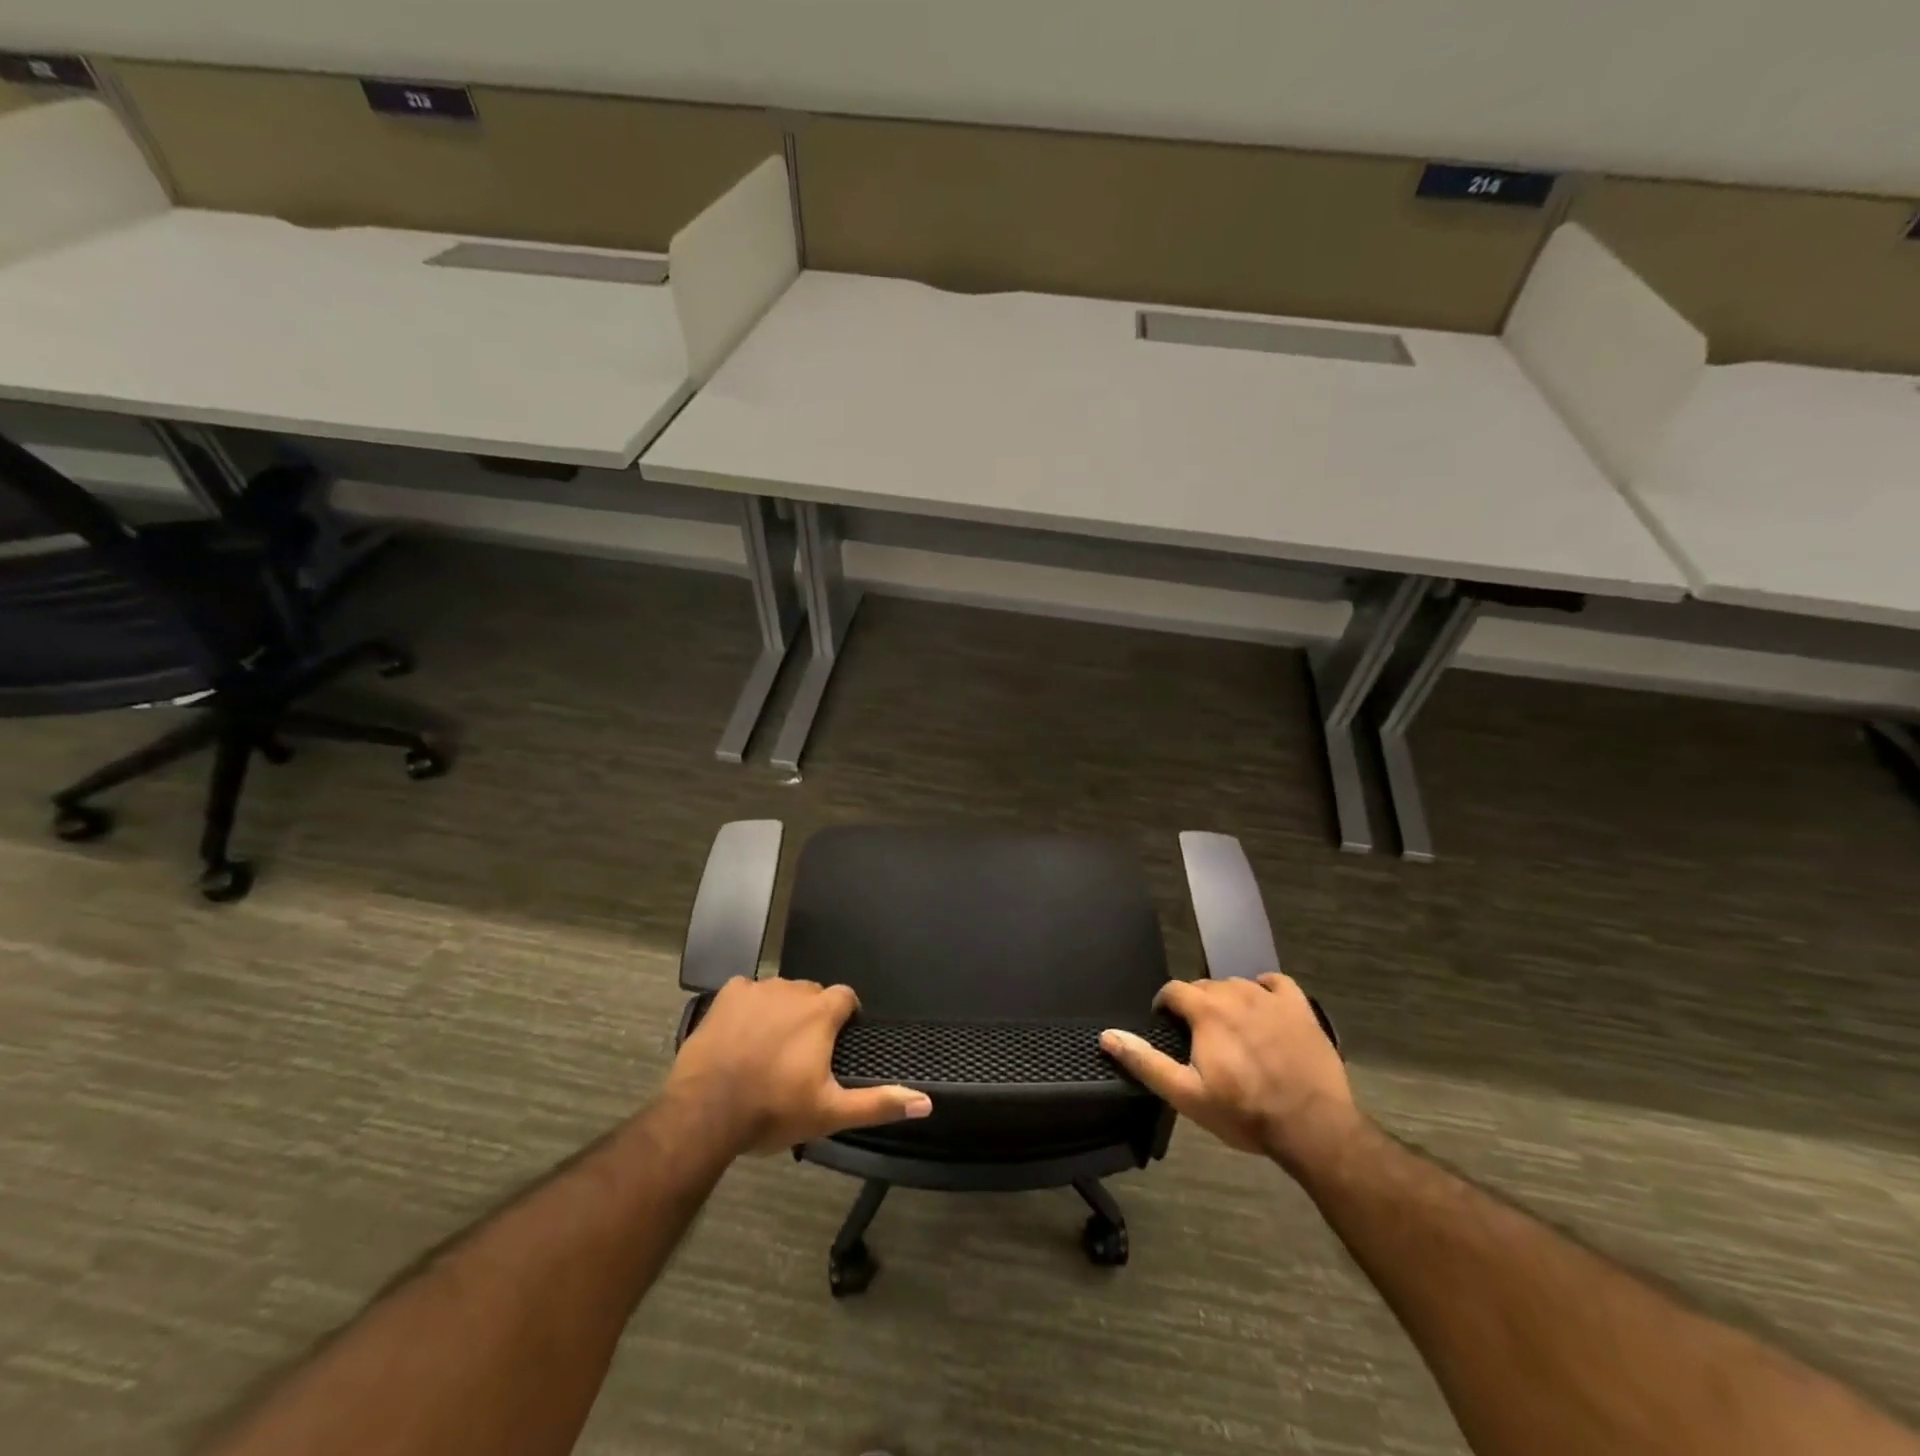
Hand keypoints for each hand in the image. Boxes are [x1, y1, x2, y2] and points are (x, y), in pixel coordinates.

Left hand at [666, 977, 932, 1154]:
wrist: (705, 1113)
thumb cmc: (773, 1111)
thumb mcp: (830, 1113)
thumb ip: (878, 1102)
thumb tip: (925, 1102)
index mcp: (821, 1012)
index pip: (846, 997)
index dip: (846, 1016)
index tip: (839, 1041)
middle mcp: (792, 990)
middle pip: (813, 993)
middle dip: (813, 1015)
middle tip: (803, 1052)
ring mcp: (757, 989)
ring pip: (781, 991)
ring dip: (782, 1010)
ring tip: (771, 1046)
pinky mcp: (727, 995)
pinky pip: (747, 991)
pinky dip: (749, 1007)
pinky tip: (741, 1034)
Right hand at [1100, 974, 1360, 1173]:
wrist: (1313, 1127)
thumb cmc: (1244, 1112)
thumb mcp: (1187, 1095)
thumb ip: (1146, 1062)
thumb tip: (1107, 1035)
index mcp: (1206, 1010)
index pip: (1173, 990)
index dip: (1165, 1006)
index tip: (1167, 1027)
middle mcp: (1235, 993)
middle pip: (1205, 986)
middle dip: (1196, 1005)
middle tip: (1200, 1038)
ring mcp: (1270, 998)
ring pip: (1237, 984)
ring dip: (1227, 1000)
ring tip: (1230, 1029)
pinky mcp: (1300, 1007)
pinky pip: (1276, 983)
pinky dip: (1265, 989)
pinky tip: (1263, 1008)